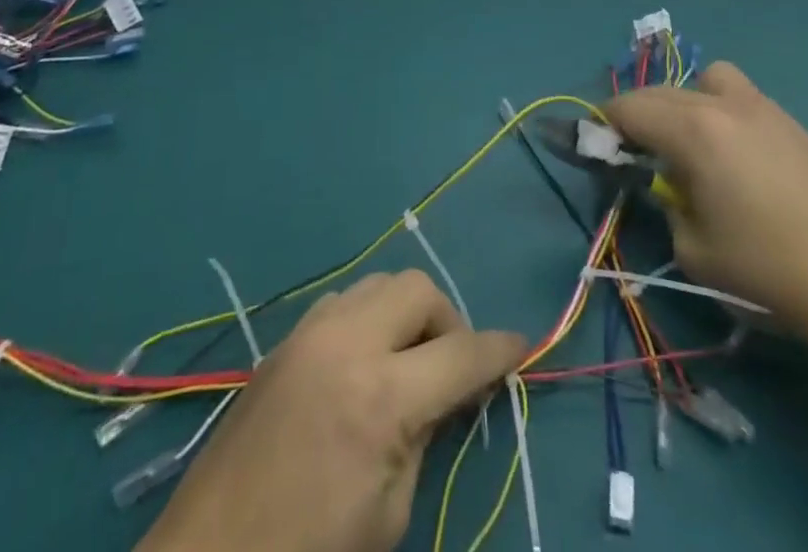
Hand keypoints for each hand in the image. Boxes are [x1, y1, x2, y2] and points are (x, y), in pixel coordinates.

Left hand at [139, 269, 525, 551]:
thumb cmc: (309, 551)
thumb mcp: (388, 513)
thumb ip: (424, 436)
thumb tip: (449, 391)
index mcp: (382, 397)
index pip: (461, 353)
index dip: (500, 350)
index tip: (521, 347)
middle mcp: (348, 342)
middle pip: (419, 290)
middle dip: (448, 320)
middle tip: (451, 365)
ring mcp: (311, 332)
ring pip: (380, 283)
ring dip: (406, 311)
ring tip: (407, 358)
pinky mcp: (285, 338)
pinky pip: (344, 300)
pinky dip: (368, 315)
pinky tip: (363, 358)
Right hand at [601, 61, 807, 353]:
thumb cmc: (764, 269)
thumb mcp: (692, 248)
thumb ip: (666, 202)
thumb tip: (665, 181)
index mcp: (694, 130)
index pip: (630, 108)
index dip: (606, 123)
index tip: (598, 145)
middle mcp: (725, 104)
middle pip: (663, 91)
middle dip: (641, 114)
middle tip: (637, 150)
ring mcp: (764, 108)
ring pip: (709, 80)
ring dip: (688, 101)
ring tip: (695, 143)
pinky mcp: (794, 124)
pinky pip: (744, 100)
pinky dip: (725, 113)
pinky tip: (740, 158)